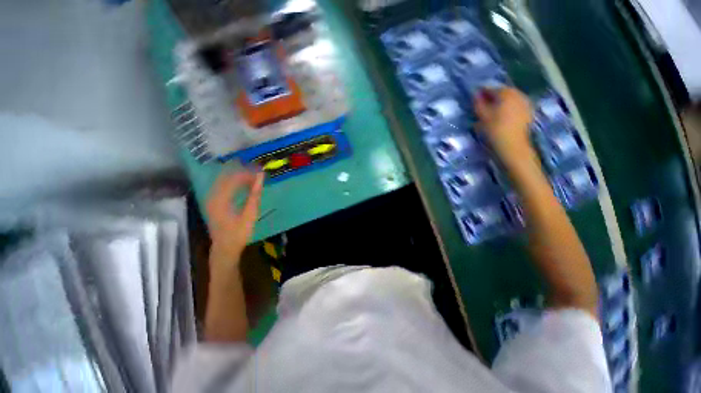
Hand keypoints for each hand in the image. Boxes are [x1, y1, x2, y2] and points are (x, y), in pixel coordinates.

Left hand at [206, 170, 264, 266]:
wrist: (225, 248)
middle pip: (227, 176)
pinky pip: (223, 186)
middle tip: (257, 173)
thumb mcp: (250, 215)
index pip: (233, 178)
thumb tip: (260, 177)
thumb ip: (254, 194)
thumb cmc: (239, 233)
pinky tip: (244, 185)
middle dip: (243, 172)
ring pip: (224, 180)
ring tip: (253, 177)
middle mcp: (212, 196)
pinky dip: (234, 183)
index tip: (261, 171)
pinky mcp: (213, 202)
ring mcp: (211, 199)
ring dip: (239, 177)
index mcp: (220, 199)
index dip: (248, 172)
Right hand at [474, 87, 533, 165]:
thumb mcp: (482, 117)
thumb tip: (476, 94)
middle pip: (502, 92)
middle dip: (493, 97)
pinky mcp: (529, 111)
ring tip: (493, 111)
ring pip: (510, 98)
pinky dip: (509, 107)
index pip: (491, 89)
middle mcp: (518, 94)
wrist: (513, 145)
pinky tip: (503, 115)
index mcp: (506, 93)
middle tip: (483, 105)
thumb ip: (478, 104)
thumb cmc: (495, 130)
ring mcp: (525, 102)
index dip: (482, 93)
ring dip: (501, 102)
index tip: (475, 99)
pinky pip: (516, 104)